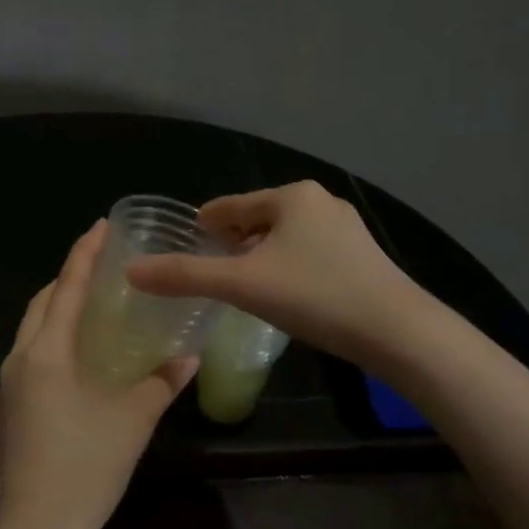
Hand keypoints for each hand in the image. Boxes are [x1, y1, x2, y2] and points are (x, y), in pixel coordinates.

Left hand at [0, 221, 196, 528]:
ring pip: (30, 334)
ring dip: (55, 315)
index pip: (66, 288)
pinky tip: (74, 365)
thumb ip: (162, 382)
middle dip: (67, 281)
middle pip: (40, 306)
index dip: (84, 254)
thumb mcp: (133, 420)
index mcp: (46, 352)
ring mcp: (6, 388)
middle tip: (100, 270)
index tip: (100, 226)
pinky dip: (49, 346)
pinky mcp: (4, 413)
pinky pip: (27, 362)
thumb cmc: (86, 466)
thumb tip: (189, 356)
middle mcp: (18, 361)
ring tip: (90, 313)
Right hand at [125, 181, 420, 363]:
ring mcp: (346, 229)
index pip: (231, 205)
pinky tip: (283, 292)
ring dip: (259, 254)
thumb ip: (184, 276)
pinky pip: (308, 252)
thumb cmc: (314, 296)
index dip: (204, 223)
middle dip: (232, 240)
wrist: (397, 331)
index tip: (185, 240)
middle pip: (258, 218)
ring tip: (241, 282)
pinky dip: (286, 265)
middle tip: (209, 268)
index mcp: (291, 196)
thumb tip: (131, 270)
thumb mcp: (241, 285)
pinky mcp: (362, 256)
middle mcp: (320, 202)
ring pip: (285, 236)